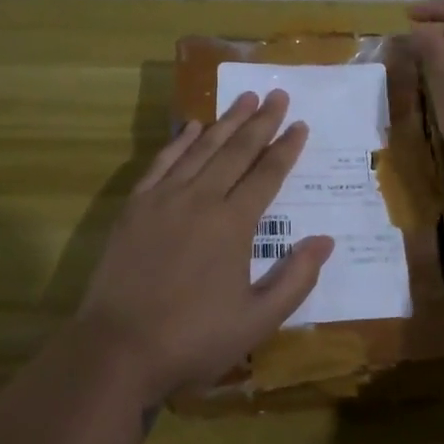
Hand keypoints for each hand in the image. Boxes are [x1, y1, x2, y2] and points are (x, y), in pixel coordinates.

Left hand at [74, 89, 335, 405]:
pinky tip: (191, 126)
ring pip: (201, 149)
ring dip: (225, 122)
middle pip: (237, 150)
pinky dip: (179, 141)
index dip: (286, 147)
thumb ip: (295, 278)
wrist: (117, 350)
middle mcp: (201, 199)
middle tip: (278, 93)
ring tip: (245, 98)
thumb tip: (326, 240)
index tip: (300, 123)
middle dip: (261, 121)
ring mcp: (164, 199)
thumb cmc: (193, 339)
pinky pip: (162, 162)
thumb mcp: (257, 320)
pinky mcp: (136, 207)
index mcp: (234, 224)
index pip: (267, 174)